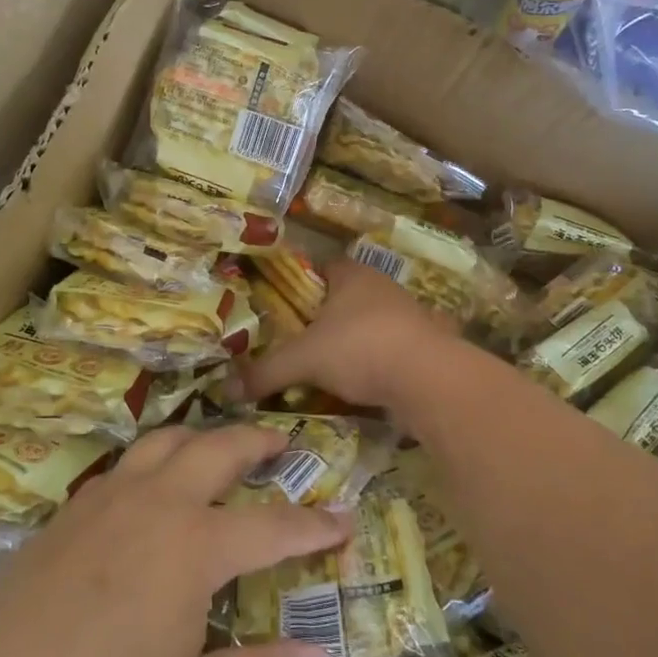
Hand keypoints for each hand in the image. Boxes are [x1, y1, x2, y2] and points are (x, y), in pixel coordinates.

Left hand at [0, 423, 350, 656]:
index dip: (313, 525)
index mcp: (194, 545)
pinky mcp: (75, 506)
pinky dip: (157, 455)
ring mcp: (111, 496)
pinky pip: (128, 461)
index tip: (344, 518)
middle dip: (257, 441)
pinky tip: (151, 482)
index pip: (272, 527)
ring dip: (202, 435)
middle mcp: (158, 502)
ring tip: (218, 445)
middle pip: (218, 449)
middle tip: (281, 441)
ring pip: (167, 440)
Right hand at [241, 258, 459, 410]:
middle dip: (327, 317)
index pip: (323, 267)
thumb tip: (228, 389)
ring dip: (355, 341)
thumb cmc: (360, 348)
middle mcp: (383, 287)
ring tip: (330, 368)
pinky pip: (394, 348)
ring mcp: (410, 314)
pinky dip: (379, 362)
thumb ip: (266, 371)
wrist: (429, 379)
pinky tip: (365, 384)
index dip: (304, 284)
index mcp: (352, 275)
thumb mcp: (304, 360)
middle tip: (302, 341)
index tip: (286, 307)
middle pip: (348, 296)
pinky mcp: (428, 344)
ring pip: (372, 323)